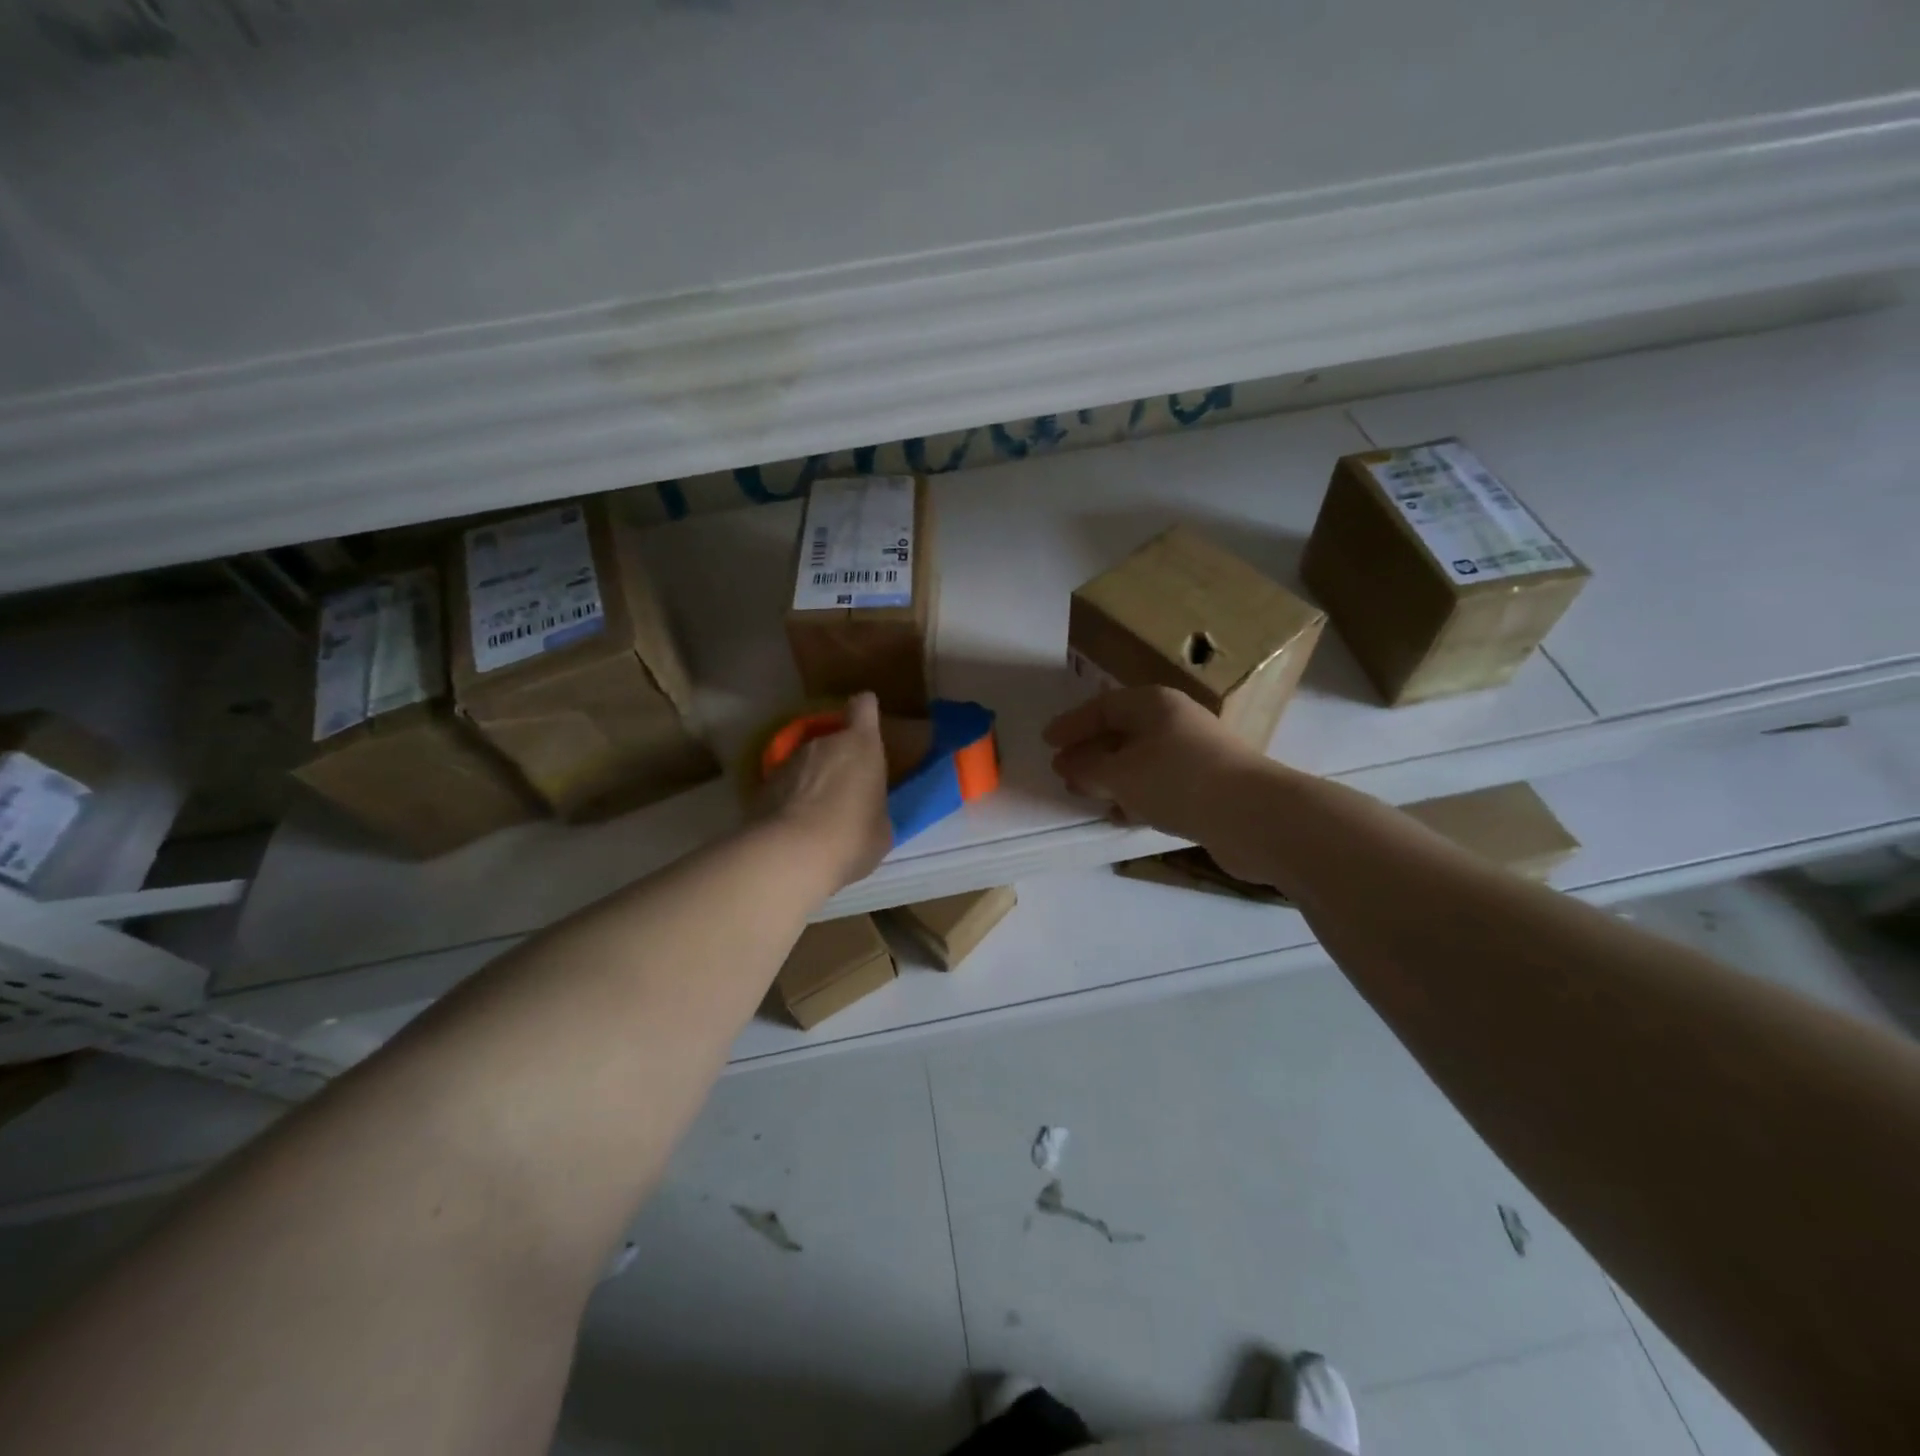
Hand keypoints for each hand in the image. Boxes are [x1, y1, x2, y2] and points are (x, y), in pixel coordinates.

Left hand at [753, 692, 891, 892]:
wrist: (792, 854)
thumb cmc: (852, 836)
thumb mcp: (881, 829)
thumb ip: (875, 810)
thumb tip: (867, 814)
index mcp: (862, 745)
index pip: (864, 707)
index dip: (865, 711)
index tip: (866, 722)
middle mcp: (824, 743)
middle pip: (833, 738)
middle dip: (839, 758)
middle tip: (845, 790)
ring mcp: (789, 761)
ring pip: (807, 761)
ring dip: (813, 779)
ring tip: (817, 814)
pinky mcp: (763, 784)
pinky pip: (785, 785)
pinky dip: (790, 799)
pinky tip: (794, 828)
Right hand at [1044, 686, 1269, 852]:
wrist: (1254, 816)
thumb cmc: (1178, 781)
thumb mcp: (1119, 774)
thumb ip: (1087, 769)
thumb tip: (1067, 764)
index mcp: (1154, 704)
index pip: (1103, 706)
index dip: (1072, 724)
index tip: (1047, 743)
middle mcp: (1175, 721)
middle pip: (1122, 732)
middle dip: (1090, 753)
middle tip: (1064, 772)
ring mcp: (1194, 753)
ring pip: (1141, 760)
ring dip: (1112, 777)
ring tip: (1086, 797)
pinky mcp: (1207, 785)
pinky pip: (1160, 784)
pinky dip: (1137, 796)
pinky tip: (1122, 816)